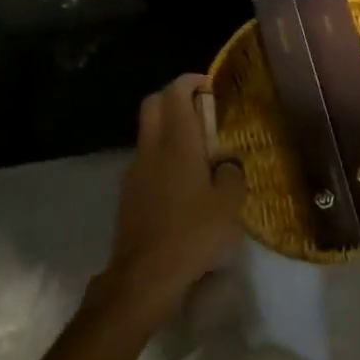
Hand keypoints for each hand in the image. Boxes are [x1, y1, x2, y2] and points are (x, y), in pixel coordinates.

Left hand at [99, 74, 246, 325]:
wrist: (144, 277)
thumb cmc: (192, 235)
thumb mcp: (230, 206)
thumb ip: (232, 176)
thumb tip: (227, 165)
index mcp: (177, 144)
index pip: (175, 93)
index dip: (191, 81)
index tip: (210, 85)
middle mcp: (151, 149)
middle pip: (153, 105)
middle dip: (174, 98)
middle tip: (201, 110)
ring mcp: (134, 171)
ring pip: (148, 133)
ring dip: (168, 129)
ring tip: (197, 151)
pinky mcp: (127, 194)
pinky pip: (145, 161)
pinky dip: (162, 157)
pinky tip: (182, 183)